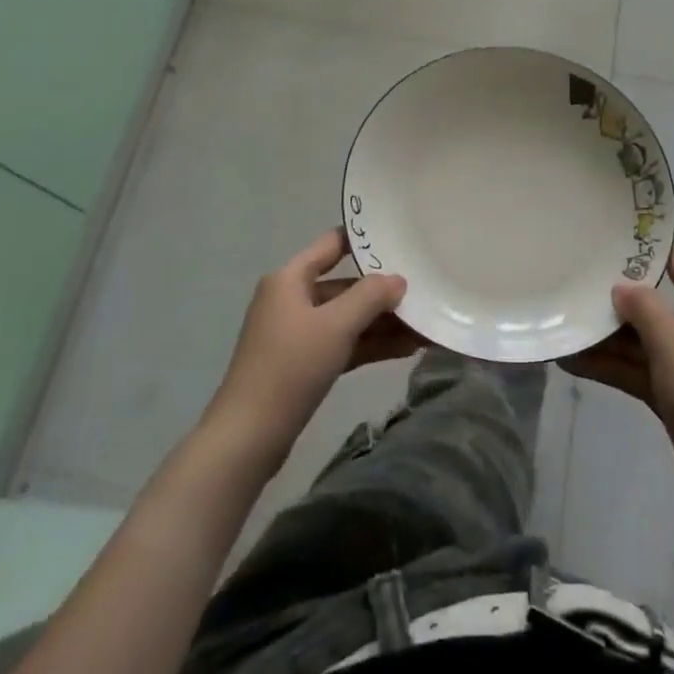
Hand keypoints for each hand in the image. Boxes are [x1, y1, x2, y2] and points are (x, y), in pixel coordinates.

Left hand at [203, 228, 422, 471]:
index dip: (365, 239)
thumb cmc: (290, 367)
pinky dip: (371, 344)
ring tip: (425, 325)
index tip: (401, 237)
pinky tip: (407, 348)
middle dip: (383, 292)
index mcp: (290, 278)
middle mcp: (292, 299)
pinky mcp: (304, 364)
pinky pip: (343, 343)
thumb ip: (370, 296)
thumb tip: (398, 280)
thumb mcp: (335, 326)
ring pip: (347, 318)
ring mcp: (297, 333)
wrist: (248, 437)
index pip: (332, 244)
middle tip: (425, 291)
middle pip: (345, 285)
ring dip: (383, 322)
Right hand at [561, 249, 673, 505]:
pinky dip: (611, 366)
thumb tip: (621, 286)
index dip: (649, 253)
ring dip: (606, 340)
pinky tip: (573, 362)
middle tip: (575, 287)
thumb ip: (647, 313)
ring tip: (563, 329)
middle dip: (615, 305)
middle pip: (654, 308)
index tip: (611, 239)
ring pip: (641, 342)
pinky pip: (638, 369)